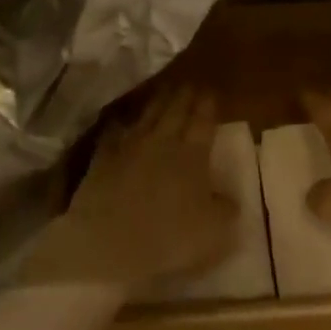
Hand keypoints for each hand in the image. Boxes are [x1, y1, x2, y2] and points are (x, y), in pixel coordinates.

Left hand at [23, 87, 237, 296]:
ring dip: (158, 102)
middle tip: (191, 84)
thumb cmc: (169, 239)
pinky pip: (114, 135)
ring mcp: (128, 148)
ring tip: (165, 92)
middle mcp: (162, 142)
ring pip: (147, 117)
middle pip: (176, 111)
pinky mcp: (102, 161)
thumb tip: (228, 196)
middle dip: (185, 96)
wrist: (106, 245)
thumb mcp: (215, 231)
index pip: (203, 121)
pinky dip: (122, 126)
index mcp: (193, 155)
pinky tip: (123, 122)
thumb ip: (226, 208)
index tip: (213, 93)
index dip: (209, 105)